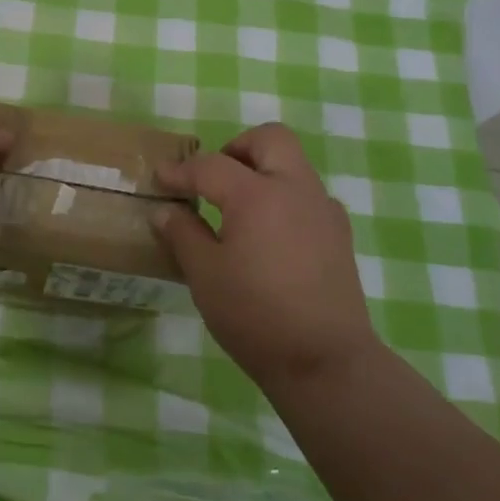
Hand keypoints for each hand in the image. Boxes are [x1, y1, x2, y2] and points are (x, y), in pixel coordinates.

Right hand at [152, 123, 378, 389]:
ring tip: (238, 209)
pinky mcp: (339, 234)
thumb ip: (183, 234)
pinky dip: (284, 198)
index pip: (211, 166)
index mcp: (257, 195)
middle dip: (236, 148)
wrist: (326, 362)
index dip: (181, 171)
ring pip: (293, 164)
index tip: (160, 179)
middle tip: (213, 179)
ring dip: (263, 171)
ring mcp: (323, 210)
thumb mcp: (205, 276)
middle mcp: (295, 189)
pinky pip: (308, 196)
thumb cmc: (256, 316)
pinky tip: (270, 235)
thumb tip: (165, 211)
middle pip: (270, 139)